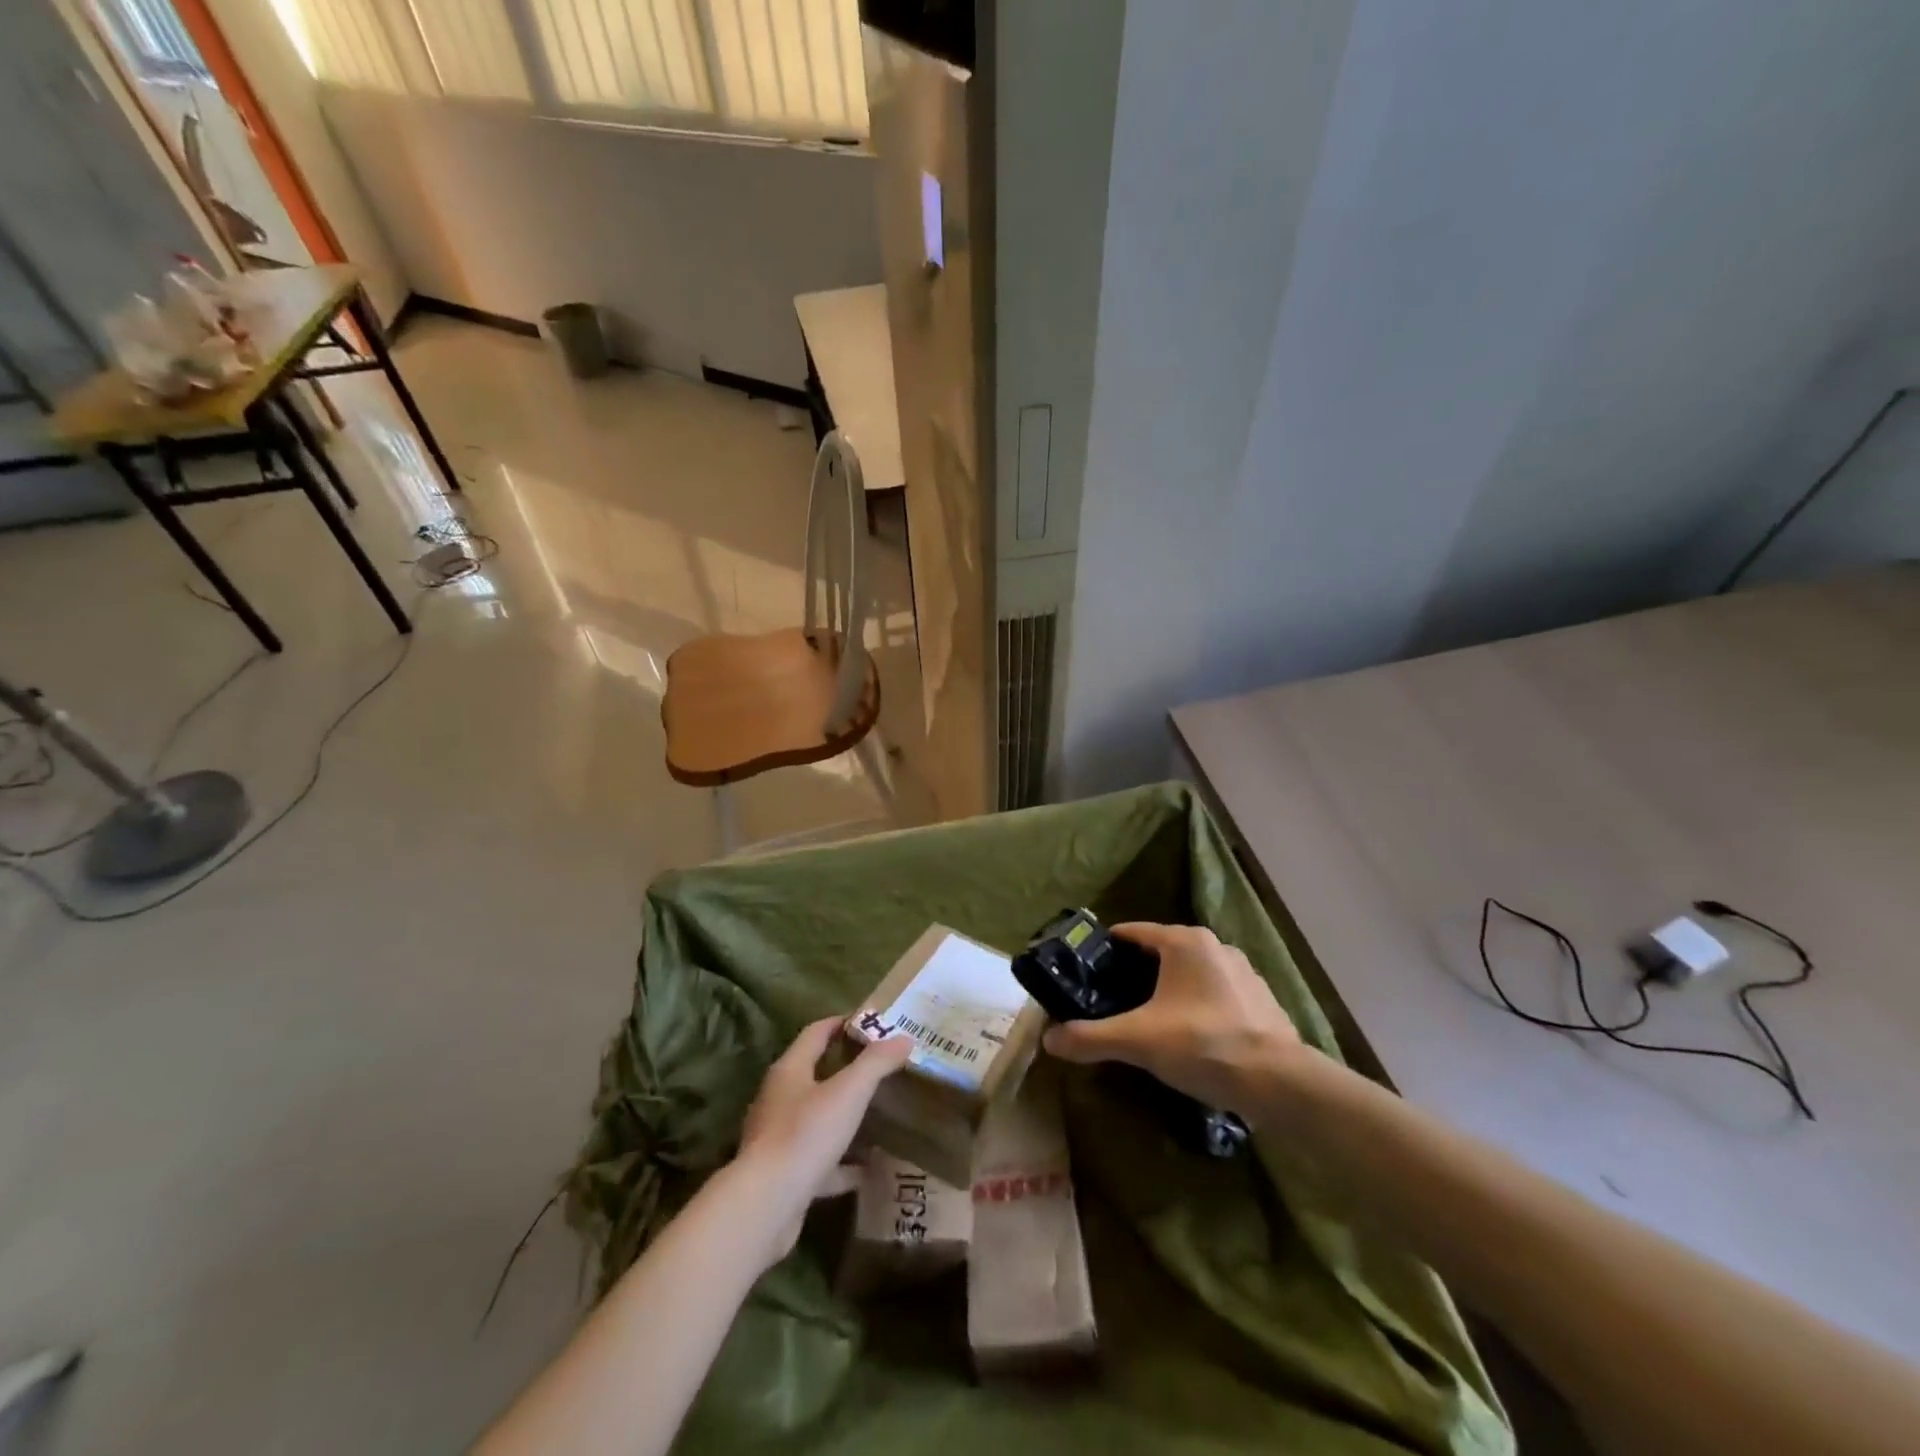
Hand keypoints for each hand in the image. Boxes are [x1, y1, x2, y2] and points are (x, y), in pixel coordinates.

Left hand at [733, 1017, 913, 1262]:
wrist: (765, 1207)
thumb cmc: (806, 1135)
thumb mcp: (849, 1092)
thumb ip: (876, 1063)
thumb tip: (904, 1038)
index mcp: (790, 1070)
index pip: (816, 1033)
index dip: (842, 1022)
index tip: (870, 1021)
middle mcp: (779, 1099)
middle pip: (814, 1073)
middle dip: (846, 1069)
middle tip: (881, 1066)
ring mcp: (778, 1138)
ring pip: (817, 1118)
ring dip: (843, 1116)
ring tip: (877, 1115)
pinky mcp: (783, 1175)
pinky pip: (819, 1160)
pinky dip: (842, 1163)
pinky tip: (867, 1170)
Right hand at [1042, 922, 1305, 1115]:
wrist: (1280, 1083)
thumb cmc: (1203, 1045)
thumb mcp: (1137, 1041)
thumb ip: (1091, 1037)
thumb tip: (1049, 1040)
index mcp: (1184, 942)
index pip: (1132, 932)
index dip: (1106, 950)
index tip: (1086, 971)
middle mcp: (1214, 946)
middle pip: (1161, 951)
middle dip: (1135, 973)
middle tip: (1110, 1000)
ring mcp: (1242, 971)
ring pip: (1190, 973)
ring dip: (1168, 989)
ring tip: (1147, 1019)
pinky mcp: (1261, 998)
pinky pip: (1215, 992)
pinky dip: (1197, 1005)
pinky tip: (1190, 1035)